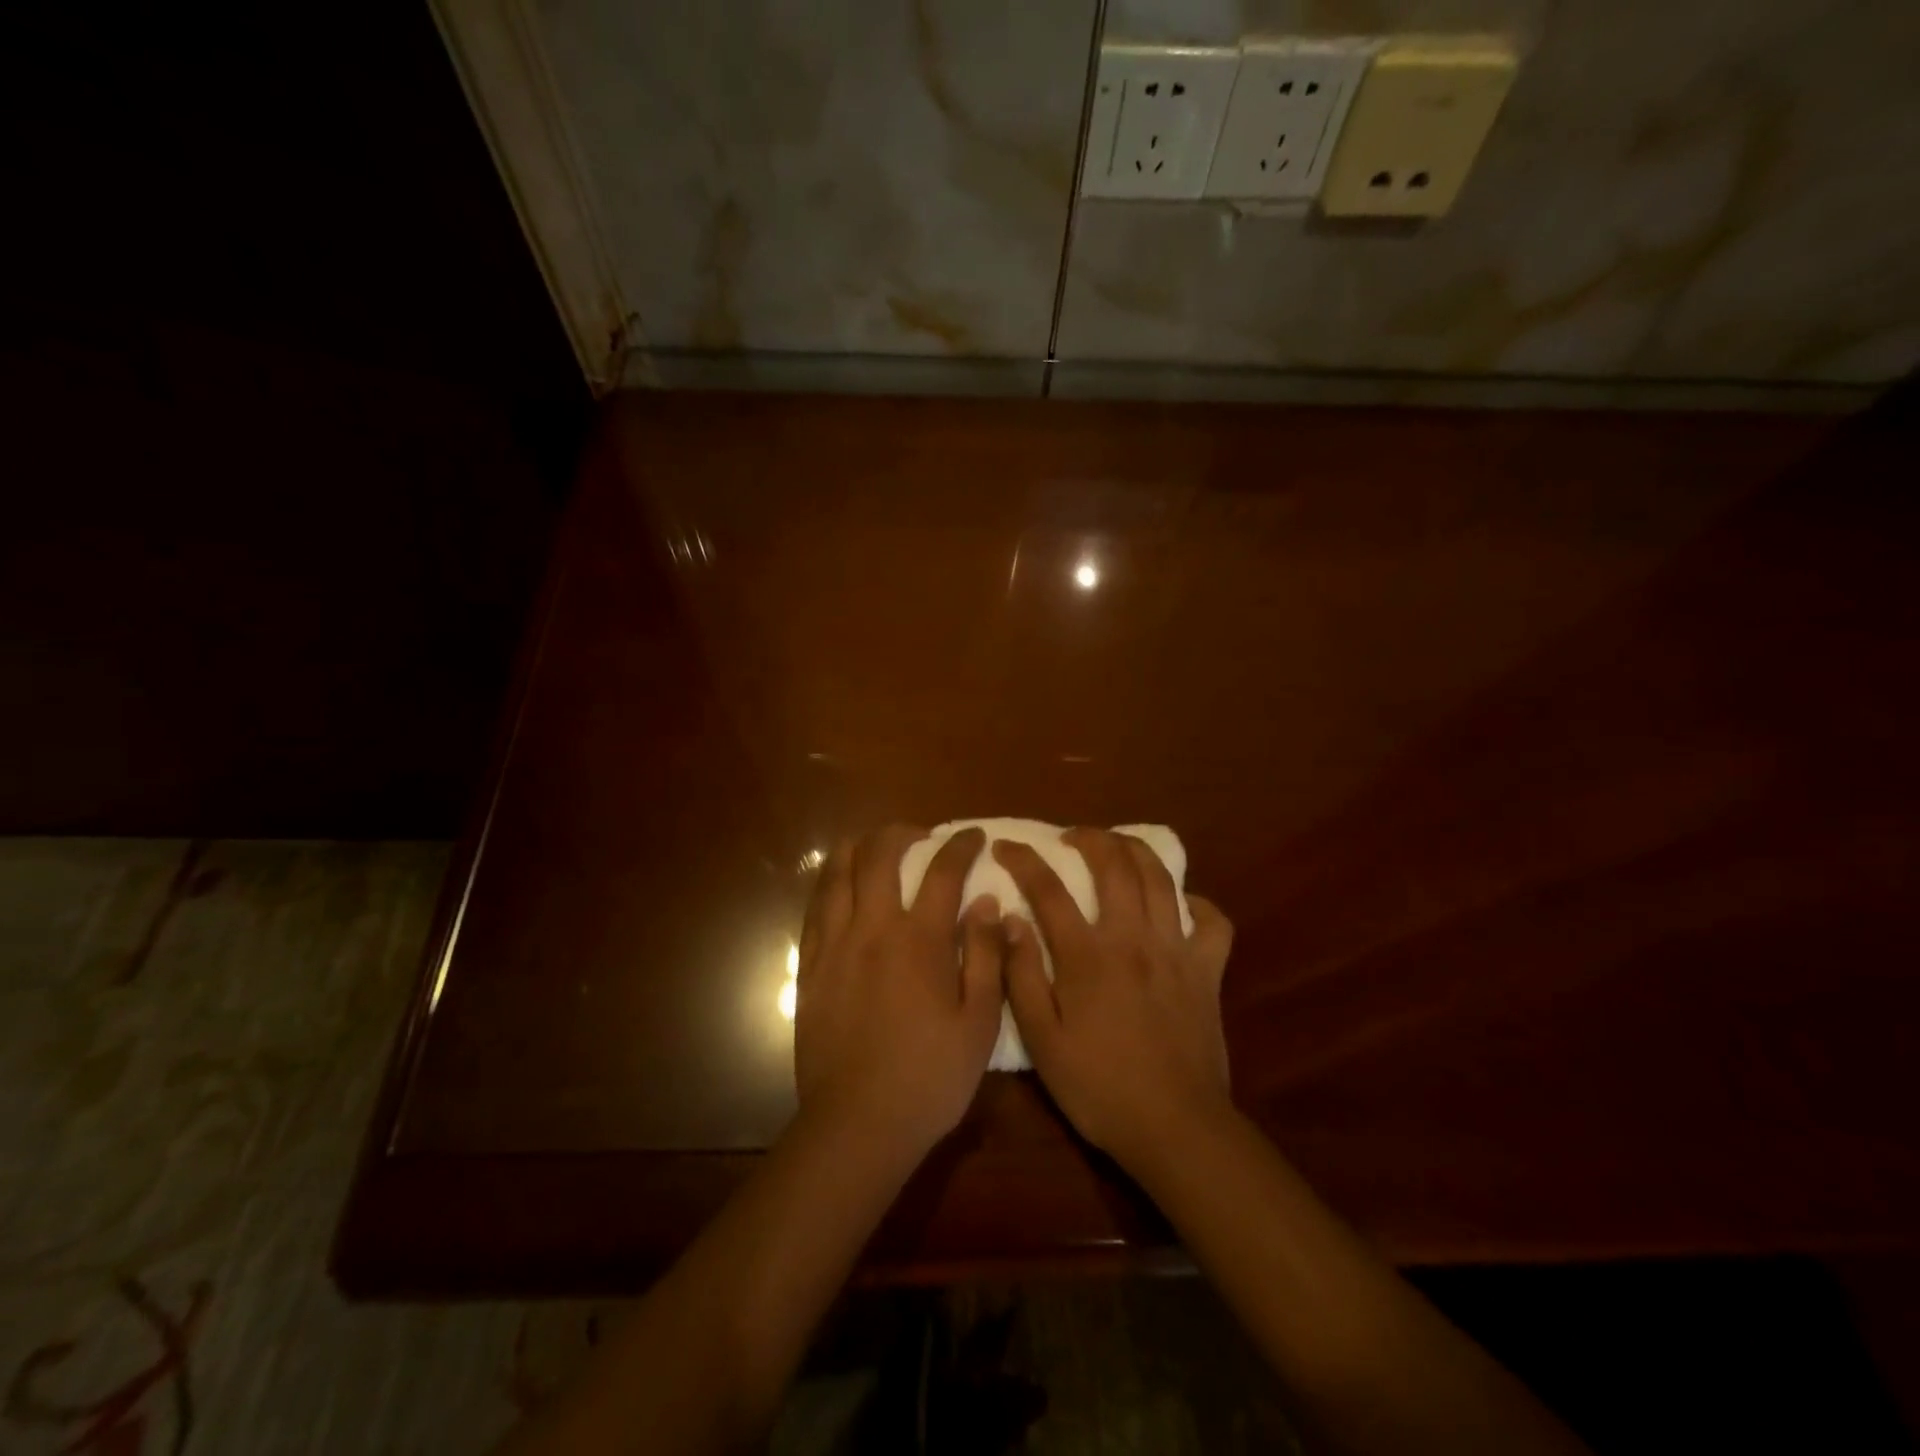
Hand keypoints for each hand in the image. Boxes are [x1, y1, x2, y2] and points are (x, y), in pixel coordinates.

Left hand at [794, 826, 1005, 1158]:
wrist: (858, 1124)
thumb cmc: (930, 1077)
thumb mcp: (979, 1022)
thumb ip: (986, 955)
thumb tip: (986, 902)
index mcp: (919, 940)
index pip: (943, 871)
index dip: (960, 845)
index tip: (973, 835)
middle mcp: (872, 929)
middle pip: (879, 856)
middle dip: (901, 834)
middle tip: (919, 836)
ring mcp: (834, 945)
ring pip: (837, 874)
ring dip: (857, 848)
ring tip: (873, 846)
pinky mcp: (809, 967)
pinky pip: (815, 909)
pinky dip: (829, 884)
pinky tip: (838, 886)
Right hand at [995, 829, 1234, 1171]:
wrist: (1175, 1127)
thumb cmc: (1099, 1087)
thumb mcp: (1042, 1041)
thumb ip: (1021, 976)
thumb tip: (1009, 920)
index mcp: (1088, 956)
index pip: (1048, 889)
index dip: (1023, 860)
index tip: (1005, 846)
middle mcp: (1133, 938)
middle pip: (1114, 865)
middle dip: (1089, 838)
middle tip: (1071, 837)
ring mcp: (1176, 950)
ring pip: (1161, 878)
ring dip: (1137, 851)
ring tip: (1118, 847)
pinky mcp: (1208, 971)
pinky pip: (1213, 922)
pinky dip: (1197, 903)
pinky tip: (1182, 905)